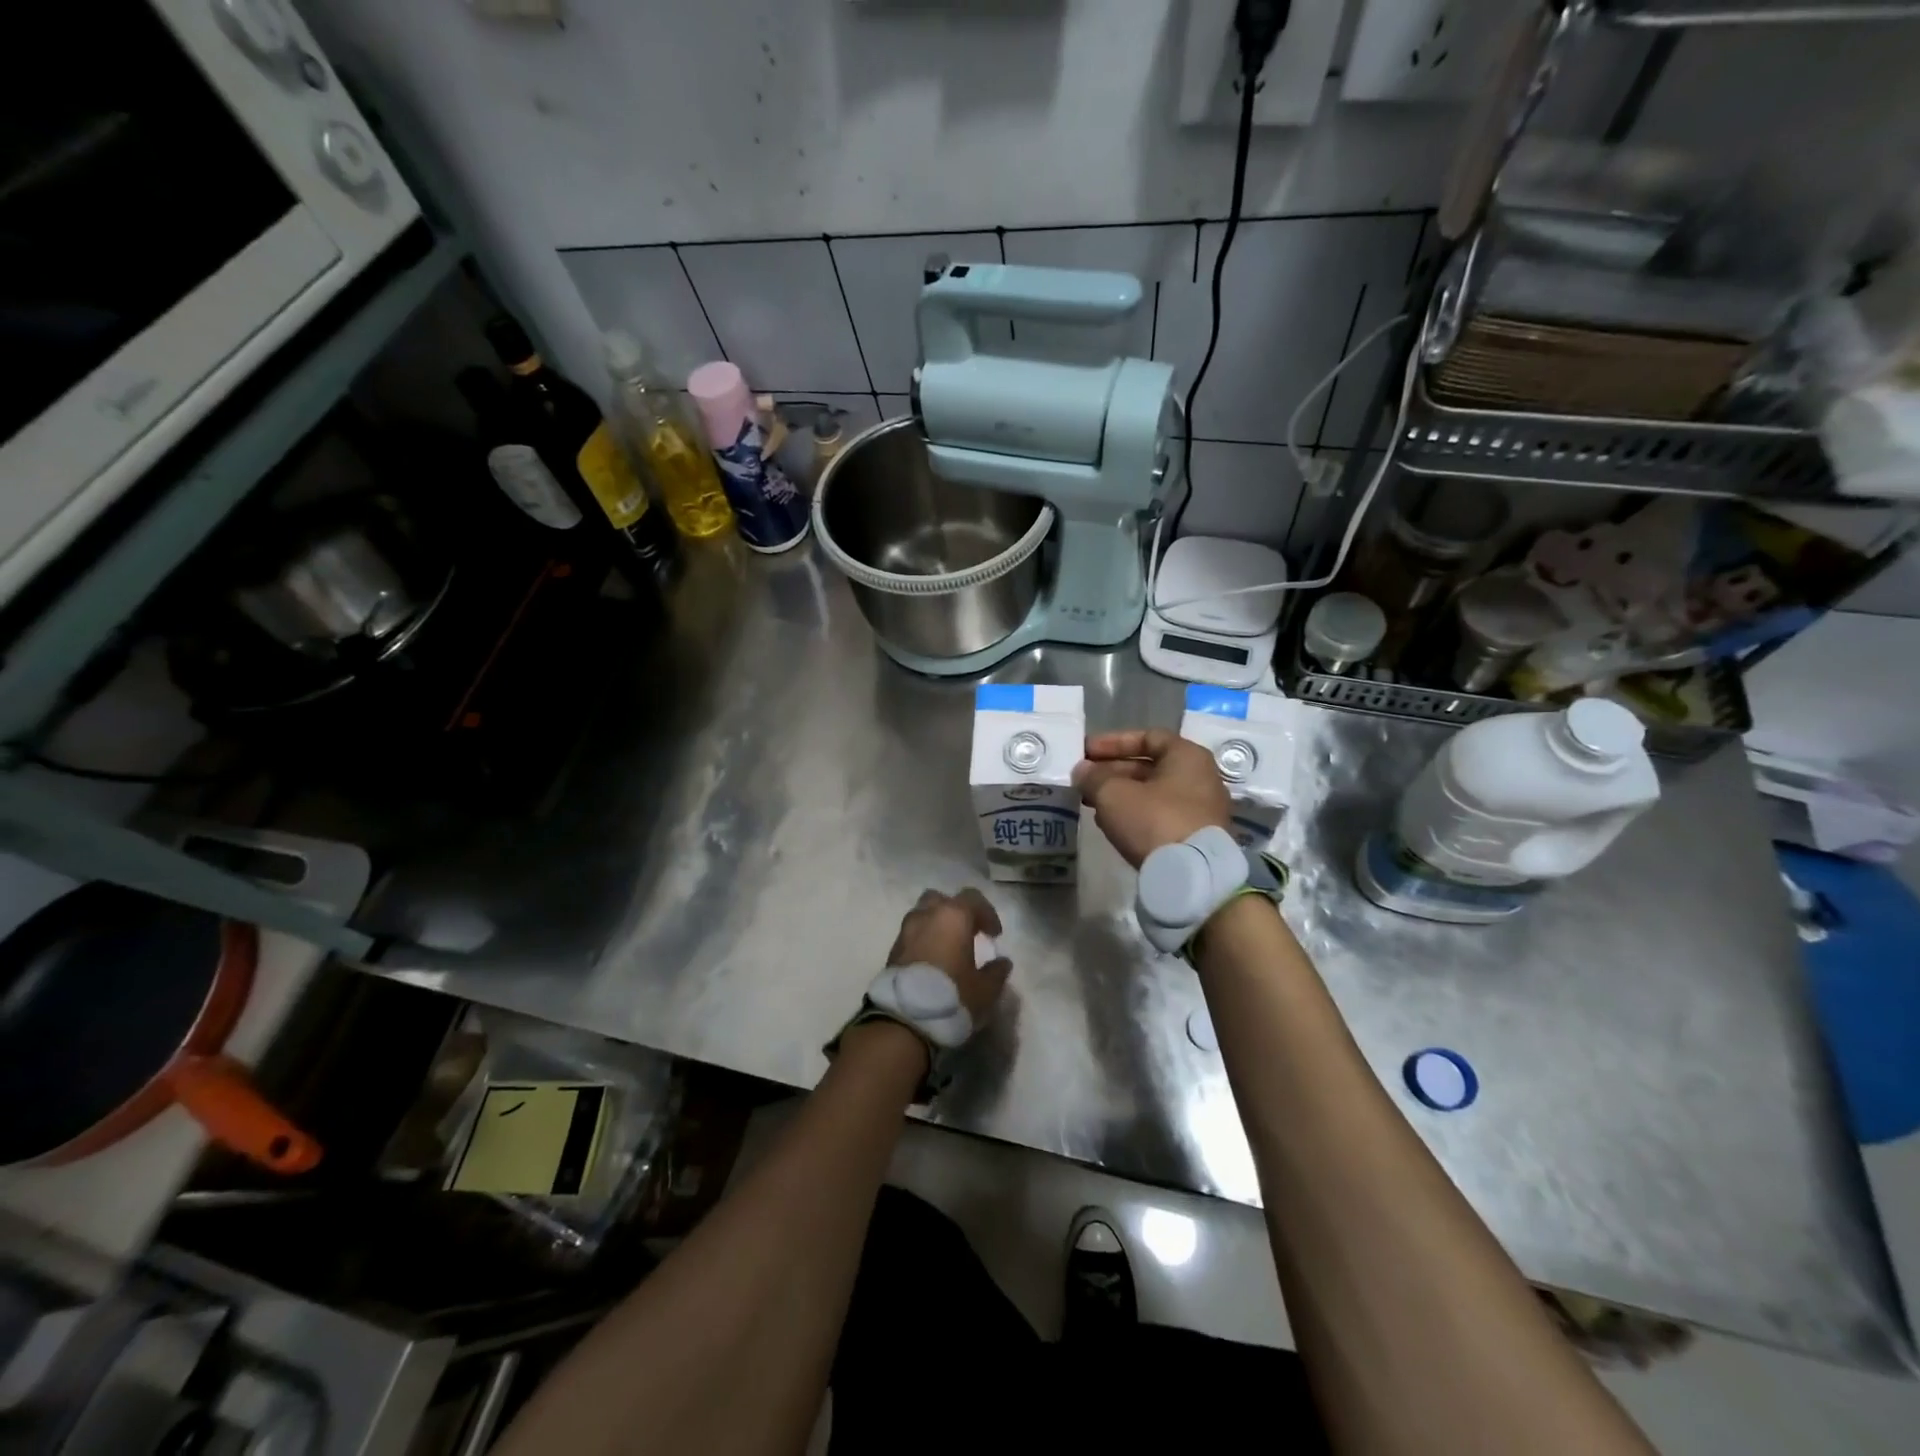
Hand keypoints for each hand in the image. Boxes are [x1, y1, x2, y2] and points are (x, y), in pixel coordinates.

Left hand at [887, 887, 1011, 1023]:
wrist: (905, 1018)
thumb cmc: (952, 996)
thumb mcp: (985, 990)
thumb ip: (996, 972)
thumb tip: (1002, 962)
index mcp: (953, 916)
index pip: (973, 899)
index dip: (987, 914)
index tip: (995, 936)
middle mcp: (927, 915)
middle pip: (942, 900)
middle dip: (955, 911)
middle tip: (967, 933)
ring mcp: (906, 931)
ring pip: (922, 914)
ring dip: (935, 925)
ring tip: (947, 948)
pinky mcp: (892, 949)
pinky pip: (911, 935)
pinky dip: (922, 941)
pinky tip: (931, 962)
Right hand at [1073, 728, 1232, 868]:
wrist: (1191, 876)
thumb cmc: (1153, 820)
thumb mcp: (1113, 794)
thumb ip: (1093, 777)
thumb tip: (1082, 771)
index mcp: (1187, 756)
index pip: (1147, 737)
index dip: (1113, 742)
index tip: (1086, 752)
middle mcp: (1201, 777)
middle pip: (1150, 766)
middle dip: (1113, 771)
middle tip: (1084, 780)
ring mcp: (1202, 808)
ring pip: (1154, 792)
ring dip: (1121, 794)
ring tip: (1091, 802)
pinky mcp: (1197, 835)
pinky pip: (1161, 814)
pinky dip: (1136, 813)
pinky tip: (1111, 823)